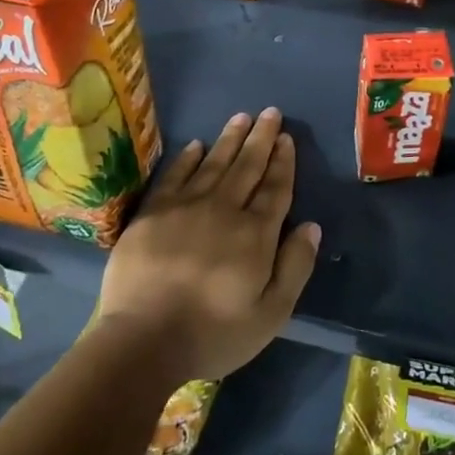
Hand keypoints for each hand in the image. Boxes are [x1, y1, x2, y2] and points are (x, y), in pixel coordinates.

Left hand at [99, 108, 320, 381]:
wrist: (142, 341)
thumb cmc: (213, 333)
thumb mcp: (271, 313)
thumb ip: (295, 266)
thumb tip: (312, 226)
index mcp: (255, 234)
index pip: (275, 188)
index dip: (283, 162)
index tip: (287, 138)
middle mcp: (224, 210)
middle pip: (247, 167)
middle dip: (261, 138)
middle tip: (270, 113)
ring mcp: (185, 208)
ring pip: (213, 164)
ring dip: (229, 139)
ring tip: (241, 116)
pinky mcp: (152, 214)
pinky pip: (174, 176)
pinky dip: (187, 158)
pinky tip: (196, 145)